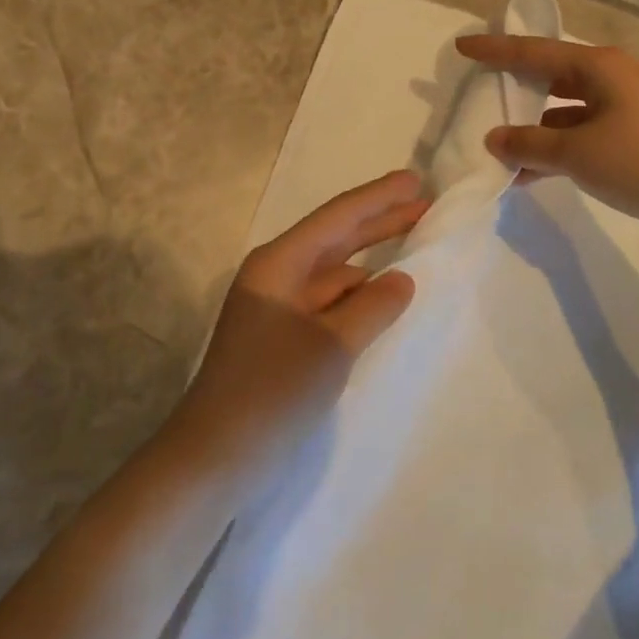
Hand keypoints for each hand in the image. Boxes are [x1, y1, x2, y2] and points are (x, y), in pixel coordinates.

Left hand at [165, 170, 428, 490]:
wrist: (213, 459)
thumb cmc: (272, 390)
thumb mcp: (333, 345)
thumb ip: (374, 306)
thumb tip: (402, 279)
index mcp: (279, 263)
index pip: (338, 217)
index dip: (379, 197)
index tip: (415, 179)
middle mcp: (276, 276)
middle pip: (336, 238)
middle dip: (379, 222)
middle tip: (424, 205)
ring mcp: (277, 309)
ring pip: (334, 274)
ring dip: (371, 262)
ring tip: (413, 251)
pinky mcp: (282, 340)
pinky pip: (329, 305)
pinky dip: (358, 299)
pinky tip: (383, 302)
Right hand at [456, 34, 638, 239]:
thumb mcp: (578, 153)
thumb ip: (530, 144)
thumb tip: (494, 139)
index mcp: (596, 66)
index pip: (533, 52)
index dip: (494, 50)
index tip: (462, 46)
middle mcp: (607, 78)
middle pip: (547, 76)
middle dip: (513, 88)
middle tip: (477, 94)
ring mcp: (619, 108)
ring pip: (561, 110)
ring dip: (531, 128)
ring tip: (494, 145)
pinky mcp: (627, 136)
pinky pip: (577, 134)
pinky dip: (553, 149)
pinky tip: (527, 174)